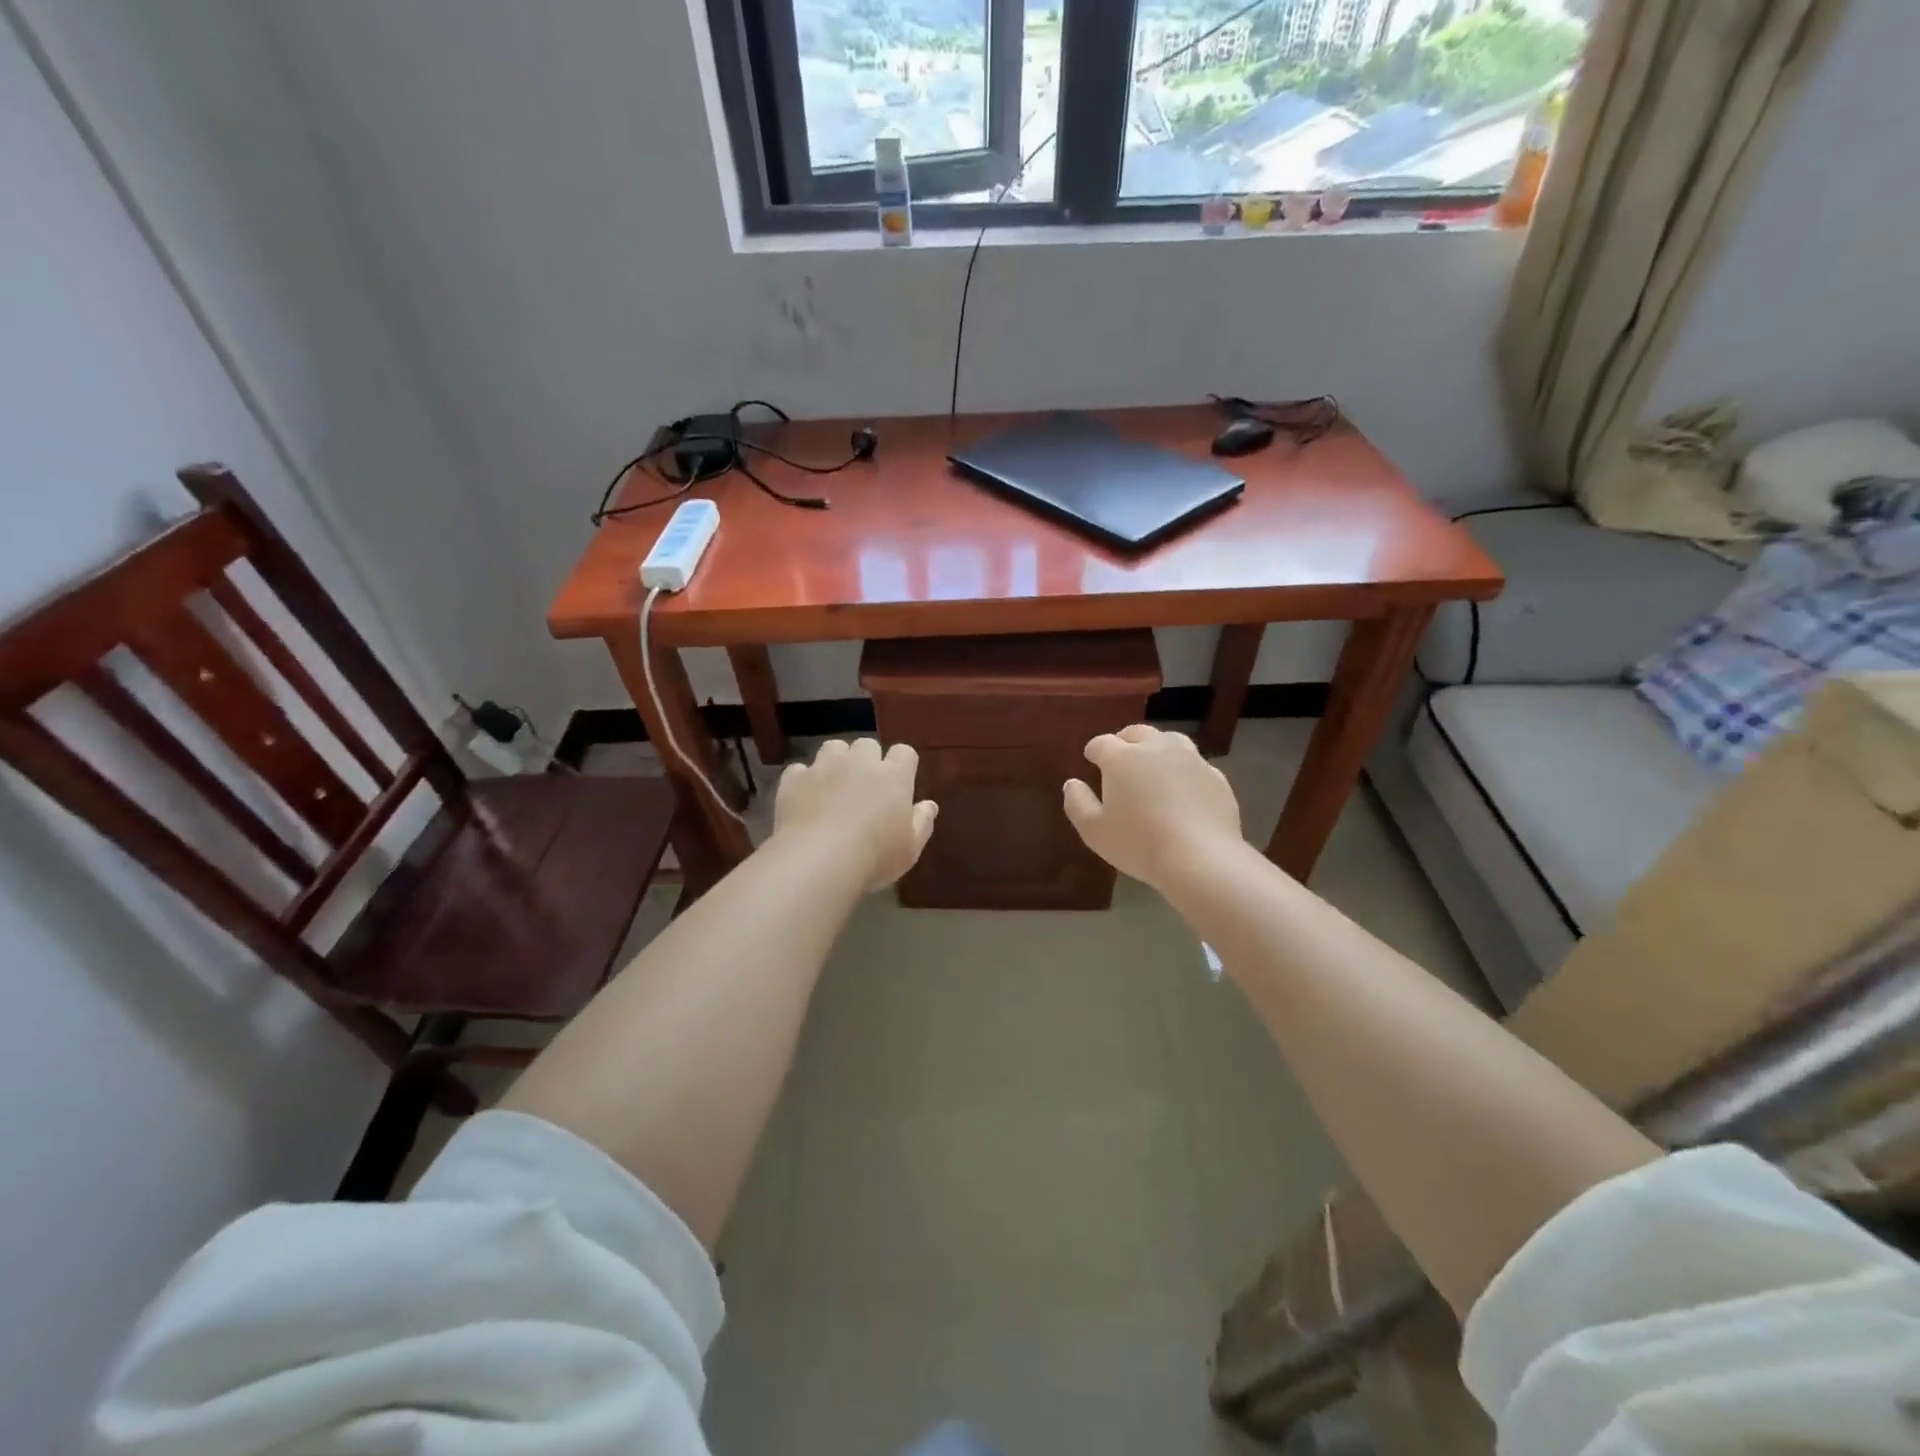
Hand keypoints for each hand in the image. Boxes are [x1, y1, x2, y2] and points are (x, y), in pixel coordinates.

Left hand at [772, 738, 937, 891]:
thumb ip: (922, 823)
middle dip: (866, 760)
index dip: (902, 764)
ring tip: (832, 786)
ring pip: (833, 747)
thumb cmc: (874, 857)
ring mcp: (824, 767)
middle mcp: (860, 762)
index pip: (904, 752)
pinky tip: (803, 799)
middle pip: (867, 745)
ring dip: (835, 762)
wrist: (818, 860)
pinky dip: (803, 780)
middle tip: (863, 787)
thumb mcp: (909, 849)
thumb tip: (929, 805)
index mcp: (894, 776)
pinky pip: (799, 770)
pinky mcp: (794, 779)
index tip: (899, 783)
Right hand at [1063, 725, 1244, 894]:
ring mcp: (1190, 759)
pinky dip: (1183, 770)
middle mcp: (1156, 748)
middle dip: (1124, 741)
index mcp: (1122, 758)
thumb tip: (1072, 783)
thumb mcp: (1094, 831)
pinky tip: (1182, 788)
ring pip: (1170, 741)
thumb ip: (1077, 803)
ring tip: (1153, 766)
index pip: (1102, 743)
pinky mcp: (1215, 776)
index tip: (1091, 759)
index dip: (1094, 750)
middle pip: (1137, 733)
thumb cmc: (1139, 844)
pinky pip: (1194, 764)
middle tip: (1120, 758)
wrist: (1201, 858)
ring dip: (1157, 748)